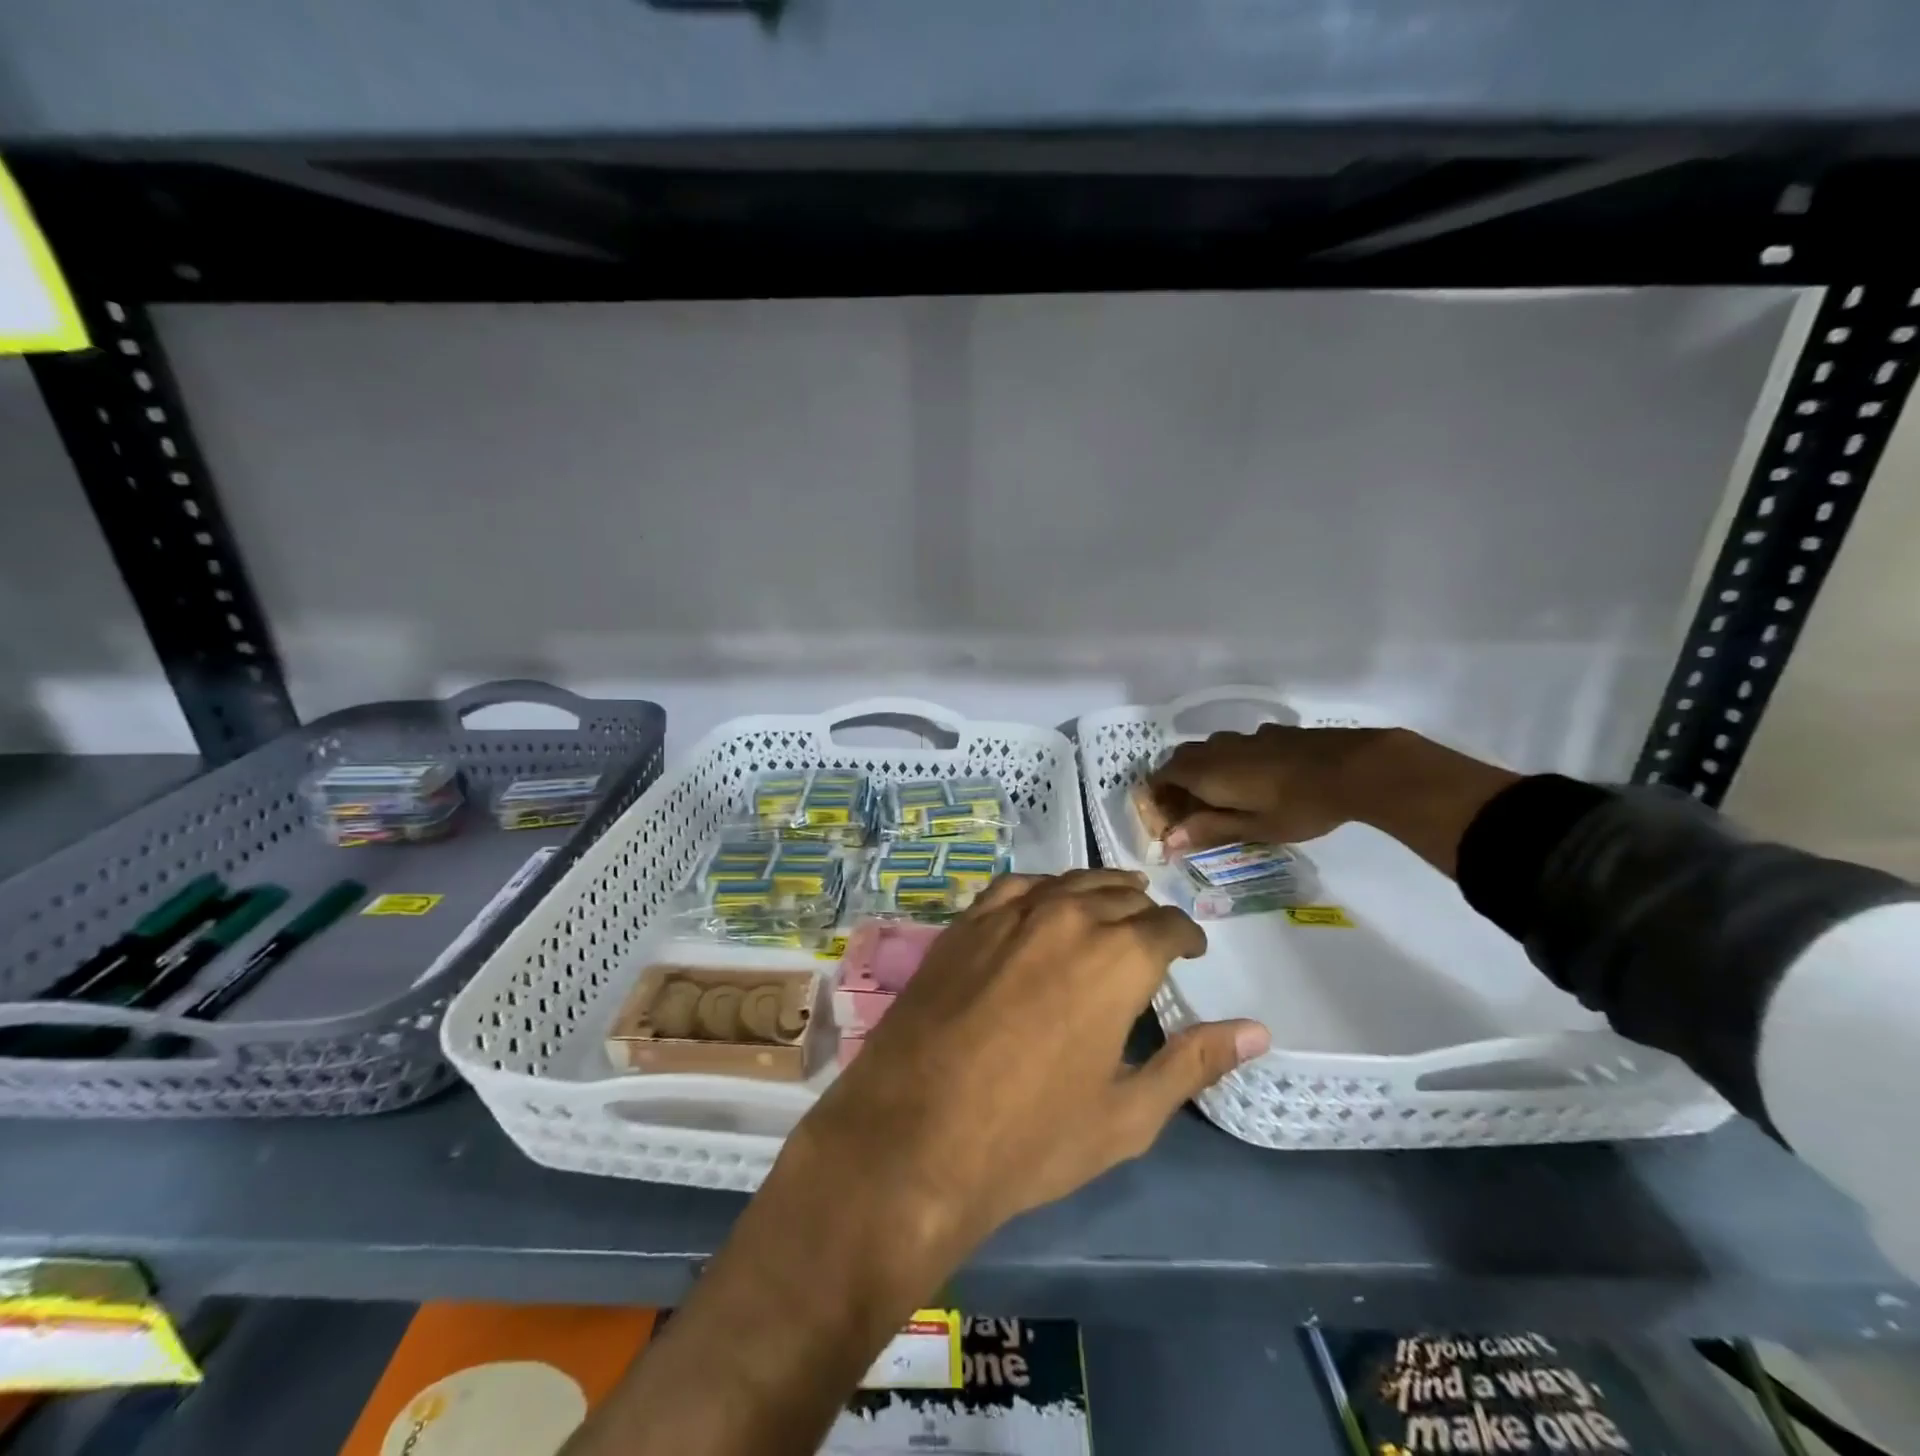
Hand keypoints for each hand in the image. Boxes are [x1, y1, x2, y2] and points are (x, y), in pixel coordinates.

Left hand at [792, 869, 1268, 1260]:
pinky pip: (1015, 887)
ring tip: (1114, 901)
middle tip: (1153, 934)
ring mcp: (1008, 914)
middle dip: (1144, 914)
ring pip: (1069, 883)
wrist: (913, 1137)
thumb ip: (1193, 1062)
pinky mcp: (964, 923)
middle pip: (1120, 898)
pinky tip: (1046, 900)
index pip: (1167, 926)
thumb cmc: (1031, 1139)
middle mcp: (1067, 918)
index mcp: (1117, 958)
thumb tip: (1256, 1030)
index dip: (1186, 936)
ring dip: (1099, 891)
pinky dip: (1043, 888)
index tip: (1191, 950)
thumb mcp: (1128, 1114)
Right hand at [1147, 724, 1393, 852]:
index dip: (1158, 796)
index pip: (1162, 777)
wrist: (1353, 768)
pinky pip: (1238, 745)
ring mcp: (1245, 737)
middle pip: (1181, 759)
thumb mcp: (1253, 827)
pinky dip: (1233, 760)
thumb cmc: (1298, 806)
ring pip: (1210, 749)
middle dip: (1177, 781)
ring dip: (1204, 769)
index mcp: (1205, 772)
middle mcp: (1217, 749)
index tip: (1166, 818)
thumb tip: (1169, 840)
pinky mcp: (1271, 732)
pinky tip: (1257, 777)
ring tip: (1222, 795)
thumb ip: (1210, 830)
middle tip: (1190, 809)